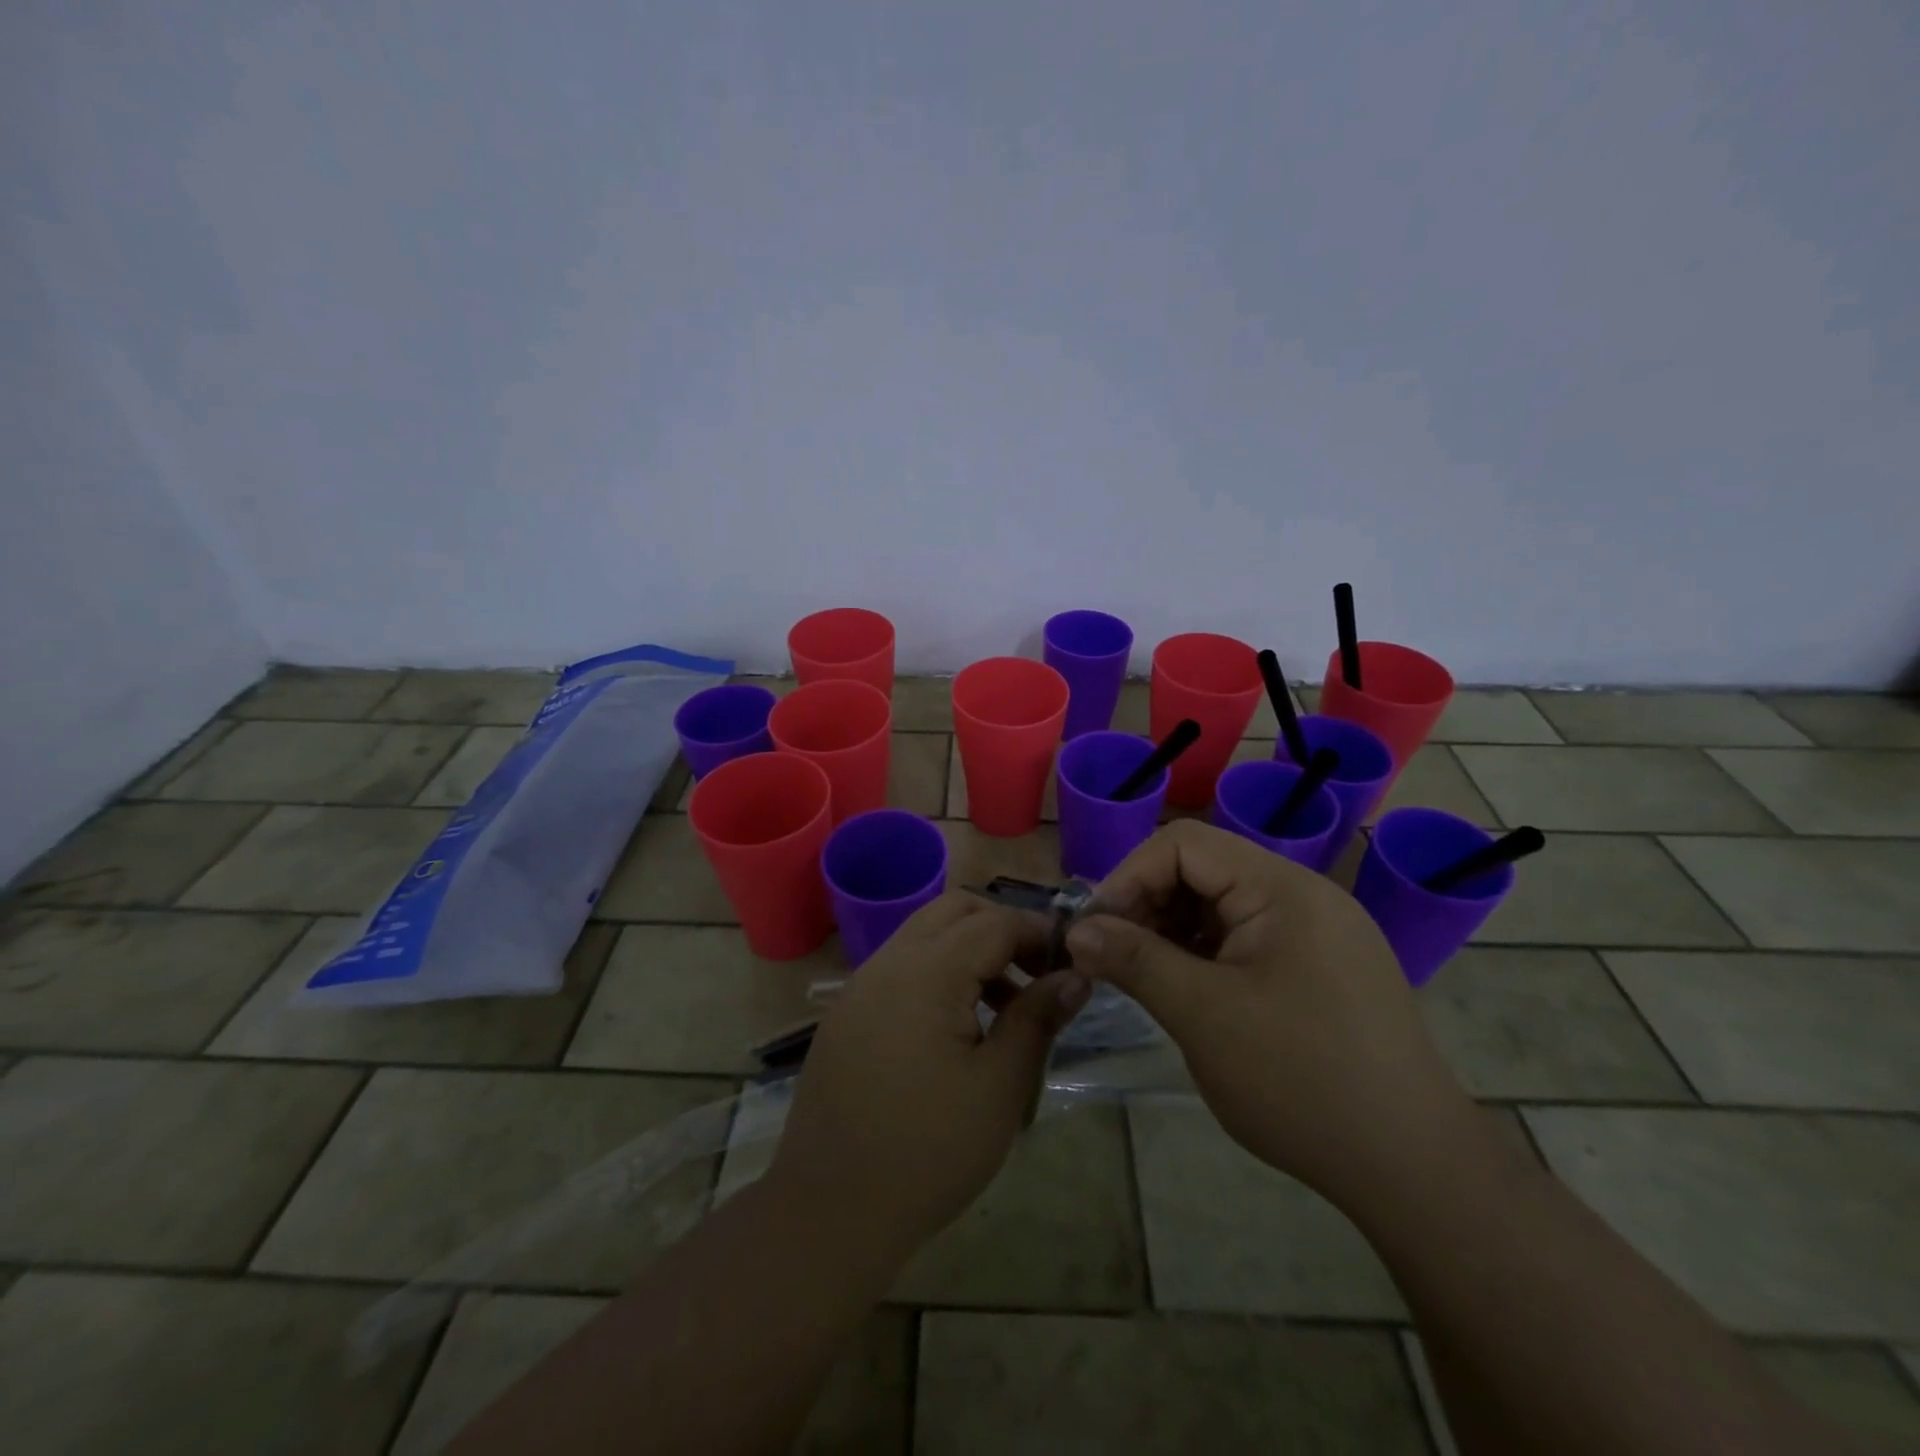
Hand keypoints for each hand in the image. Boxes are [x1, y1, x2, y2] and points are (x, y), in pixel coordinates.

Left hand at [766, 892, 1090, 1269]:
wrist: (829, 1210)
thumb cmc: (929, 1151)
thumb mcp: (1000, 1086)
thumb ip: (1038, 1018)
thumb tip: (1077, 975)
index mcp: (928, 972)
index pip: (995, 922)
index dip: (1039, 933)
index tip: (1073, 962)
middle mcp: (889, 962)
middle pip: (954, 910)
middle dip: (1002, 927)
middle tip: (1036, 972)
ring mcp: (861, 985)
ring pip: (925, 934)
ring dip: (970, 949)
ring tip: (1005, 1006)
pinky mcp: (848, 1013)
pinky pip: (901, 967)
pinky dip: (938, 972)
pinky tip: (957, 1028)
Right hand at [1065, 820, 1475, 1210]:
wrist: (1414, 1170)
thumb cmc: (1300, 1082)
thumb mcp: (1203, 1015)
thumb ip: (1134, 959)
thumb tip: (1077, 930)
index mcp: (1282, 888)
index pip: (1184, 844)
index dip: (1129, 876)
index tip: (1095, 928)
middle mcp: (1304, 895)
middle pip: (1203, 869)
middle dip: (1149, 903)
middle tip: (1112, 954)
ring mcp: (1318, 931)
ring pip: (1222, 904)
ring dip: (1173, 929)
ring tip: (1144, 975)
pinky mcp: (1322, 967)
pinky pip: (1247, 937)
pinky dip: (1206, 953)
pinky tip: (1187, 990)